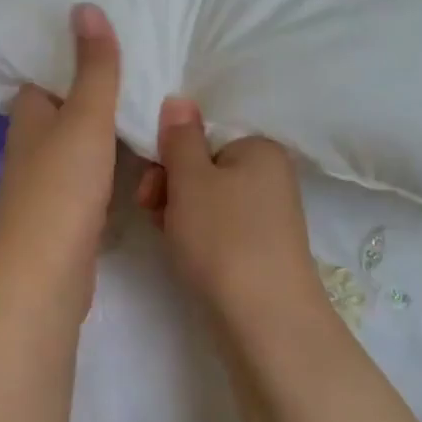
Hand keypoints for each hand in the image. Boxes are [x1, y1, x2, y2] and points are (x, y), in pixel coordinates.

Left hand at [0, 3, 122, 320]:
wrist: (47, 272)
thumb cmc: (63, 186)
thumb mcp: (85, 118)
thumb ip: (94, 68)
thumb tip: (84, 5)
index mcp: (30, 116)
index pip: (45, 75)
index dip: (70, 56)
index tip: (107, 38)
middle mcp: (33, 146)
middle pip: (64, 109)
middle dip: (95, 92)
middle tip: (142, 67)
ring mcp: (49, 182)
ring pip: (79, 144)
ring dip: (105, 129)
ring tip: (150, 103)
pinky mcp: (67, 213)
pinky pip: (92, 175)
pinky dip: (111, 163)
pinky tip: (141, 157)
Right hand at [136, 98, 324, 327]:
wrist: (265, 321)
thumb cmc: (224, 238)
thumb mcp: (191, 180)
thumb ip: (180, 137)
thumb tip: (179, 100)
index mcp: (260, 148)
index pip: (204, 134)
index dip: (170, 154)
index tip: (151, 181)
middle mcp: (270, 175)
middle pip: (204, 166)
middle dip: (171, 185)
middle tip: (151, 208)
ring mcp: (267, 215)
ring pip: (207, 199)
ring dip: (178, 211)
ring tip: (167, 235)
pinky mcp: (259, 248)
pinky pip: (218, 226)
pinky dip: (197, 234)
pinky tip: (183, 251)